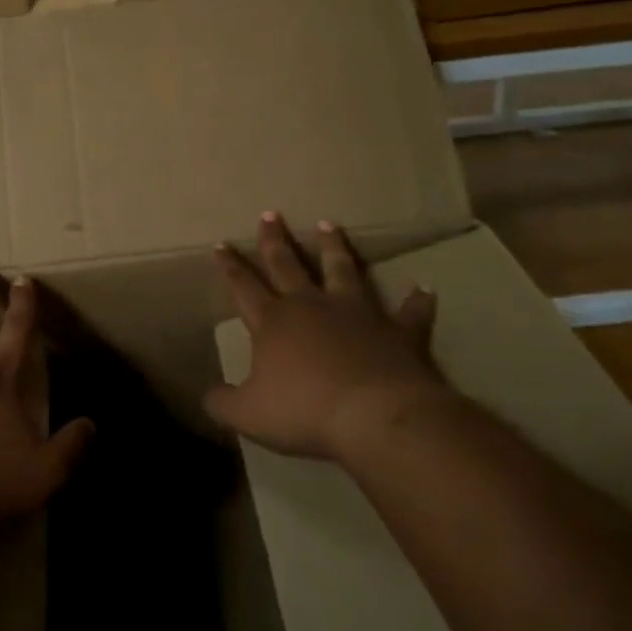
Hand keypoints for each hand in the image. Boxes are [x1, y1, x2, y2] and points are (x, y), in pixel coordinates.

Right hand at [207, 213, 456, 462]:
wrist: (375, 416)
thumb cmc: (304, 412)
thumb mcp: (248, 415)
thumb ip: (223, 403)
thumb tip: (207, 395)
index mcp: (274, 323)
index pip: (244, 287)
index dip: (231, 267)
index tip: (222, 245)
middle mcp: (312, 307)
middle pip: (288, 266)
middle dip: (275, 241)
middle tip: (270, 214)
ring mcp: (357, 314)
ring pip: (342, 271)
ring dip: (334, 248)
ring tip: (328, 225)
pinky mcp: (397, 331)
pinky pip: (409, 313)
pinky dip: (416, 301)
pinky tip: (424, 289)